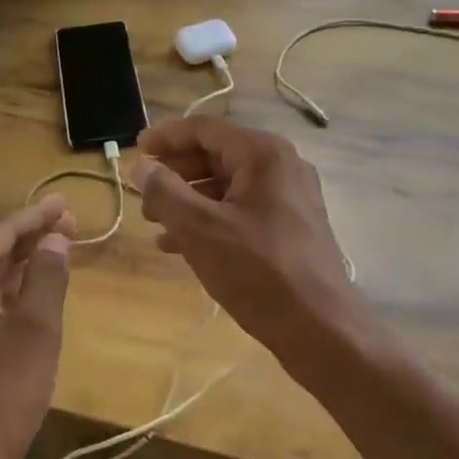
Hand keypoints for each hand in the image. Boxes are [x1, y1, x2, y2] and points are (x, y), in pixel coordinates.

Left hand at [0, 197, 75, 458]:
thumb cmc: (1, 392)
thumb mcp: (36, 327)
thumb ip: (47, 274)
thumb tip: (53, 239)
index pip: (2, 232)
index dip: (38, 216)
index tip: (67, 204)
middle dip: (31, 239)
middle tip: (70, 226)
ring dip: (21, 266)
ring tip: (56, 254)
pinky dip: (8, 293)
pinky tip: (30, 296)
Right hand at [133, 117, 352, 358]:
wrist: (322, 330)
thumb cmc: (258, 271)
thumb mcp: (200, 229)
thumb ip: (165, 192)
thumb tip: (142, 167)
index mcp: (263, 154)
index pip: (204, 129)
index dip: (166, 137)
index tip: (135, 152)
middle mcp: (280, 166)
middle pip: (216, 154)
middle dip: (175, 173)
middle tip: (143, 193)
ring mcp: (290, 197)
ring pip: (227, 185)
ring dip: (188, 199)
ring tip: (155, 222)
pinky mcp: (291, 227)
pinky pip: (241, 209)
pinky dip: (210, 219)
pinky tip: (179, 245)